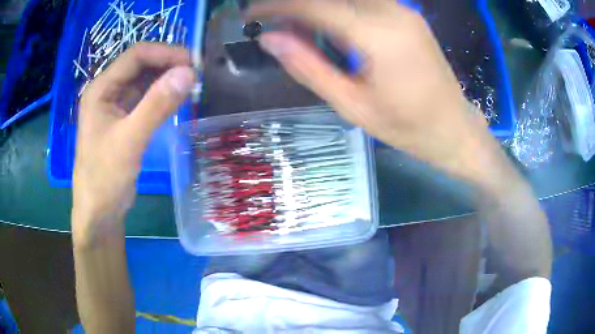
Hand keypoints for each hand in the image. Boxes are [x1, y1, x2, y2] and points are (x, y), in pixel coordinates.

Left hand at [72, 43, 194, 245]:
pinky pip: (145, 99)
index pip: (136, 55)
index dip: (165, 53)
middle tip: (196, 75)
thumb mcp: (130, 140)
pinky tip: (176, 100)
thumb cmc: (105, 178)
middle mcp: (107, 91)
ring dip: (166, 80)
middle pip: (140, 65)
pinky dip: (161, 96)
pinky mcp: (123, 120)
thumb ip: (156, 105)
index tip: (193, 63)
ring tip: (191, 86)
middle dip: (168, 65)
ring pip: (144, 81)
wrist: (99, 213)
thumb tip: (189, 73)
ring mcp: (114, 106)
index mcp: (101, 89)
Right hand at [250, 0, 495, 181]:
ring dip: (317, 7)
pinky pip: (364, 1)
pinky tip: (327, 26)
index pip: (314, 6)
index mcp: (377, 35)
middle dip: (295, 4)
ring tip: (296, 27)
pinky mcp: (408, 15)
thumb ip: (309, 67)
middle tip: (272, 21)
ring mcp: (403, 10)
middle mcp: (392, 12)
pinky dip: (337, 7)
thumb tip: (270, 39)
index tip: (250, 13)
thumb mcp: (352, 105)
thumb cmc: (407, 127)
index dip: (276, 6)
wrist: (454, 128)